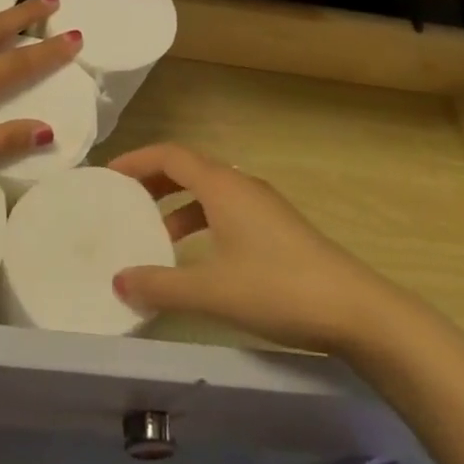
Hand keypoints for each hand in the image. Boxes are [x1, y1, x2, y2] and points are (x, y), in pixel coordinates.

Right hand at [109, 144, 395, 355]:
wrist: (354, 309)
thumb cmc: (277, 288)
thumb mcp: (212, 290)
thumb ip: (161, 285)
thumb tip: (118, 280)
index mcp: (222, 185)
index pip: (170, 155)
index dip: (137, 160)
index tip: (109, 174)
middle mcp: (241, 184)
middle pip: (188, 168)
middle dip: (154, 180)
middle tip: (124, 200)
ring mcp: (262, 204)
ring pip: (209, 190)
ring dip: (178, 204)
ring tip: (155, 234)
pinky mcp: (277, 226)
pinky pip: (226, 208)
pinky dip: (201, 220)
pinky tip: (198, 257)